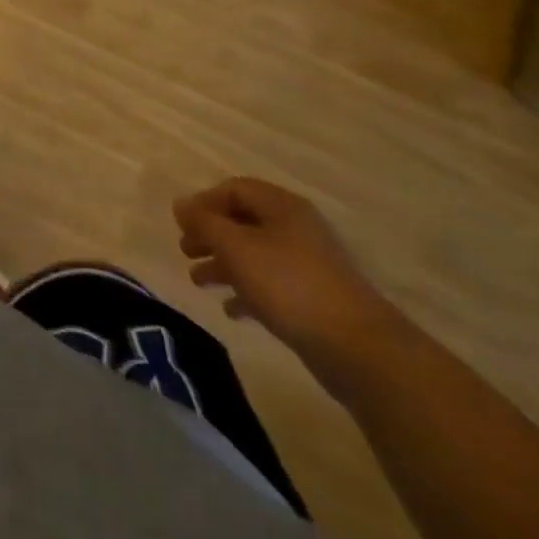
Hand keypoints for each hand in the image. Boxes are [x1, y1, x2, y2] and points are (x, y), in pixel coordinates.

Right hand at [173, 177, 401, 382]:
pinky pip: (270, 285)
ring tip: (197, 281)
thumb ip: (204, 222)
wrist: (358, 349)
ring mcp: (307, 265)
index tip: (181, 224)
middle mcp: (295, 228)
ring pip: (254, 254)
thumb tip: (180, 205)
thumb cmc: (289, 284)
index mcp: (281, 206)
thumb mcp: (236, 246)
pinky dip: (246, 291)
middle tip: (185, 251)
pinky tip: (230, 309)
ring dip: (223, 263)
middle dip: (211, 234)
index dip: (204, 202)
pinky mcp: (314, 299)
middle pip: (243, 221)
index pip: (235, 189)